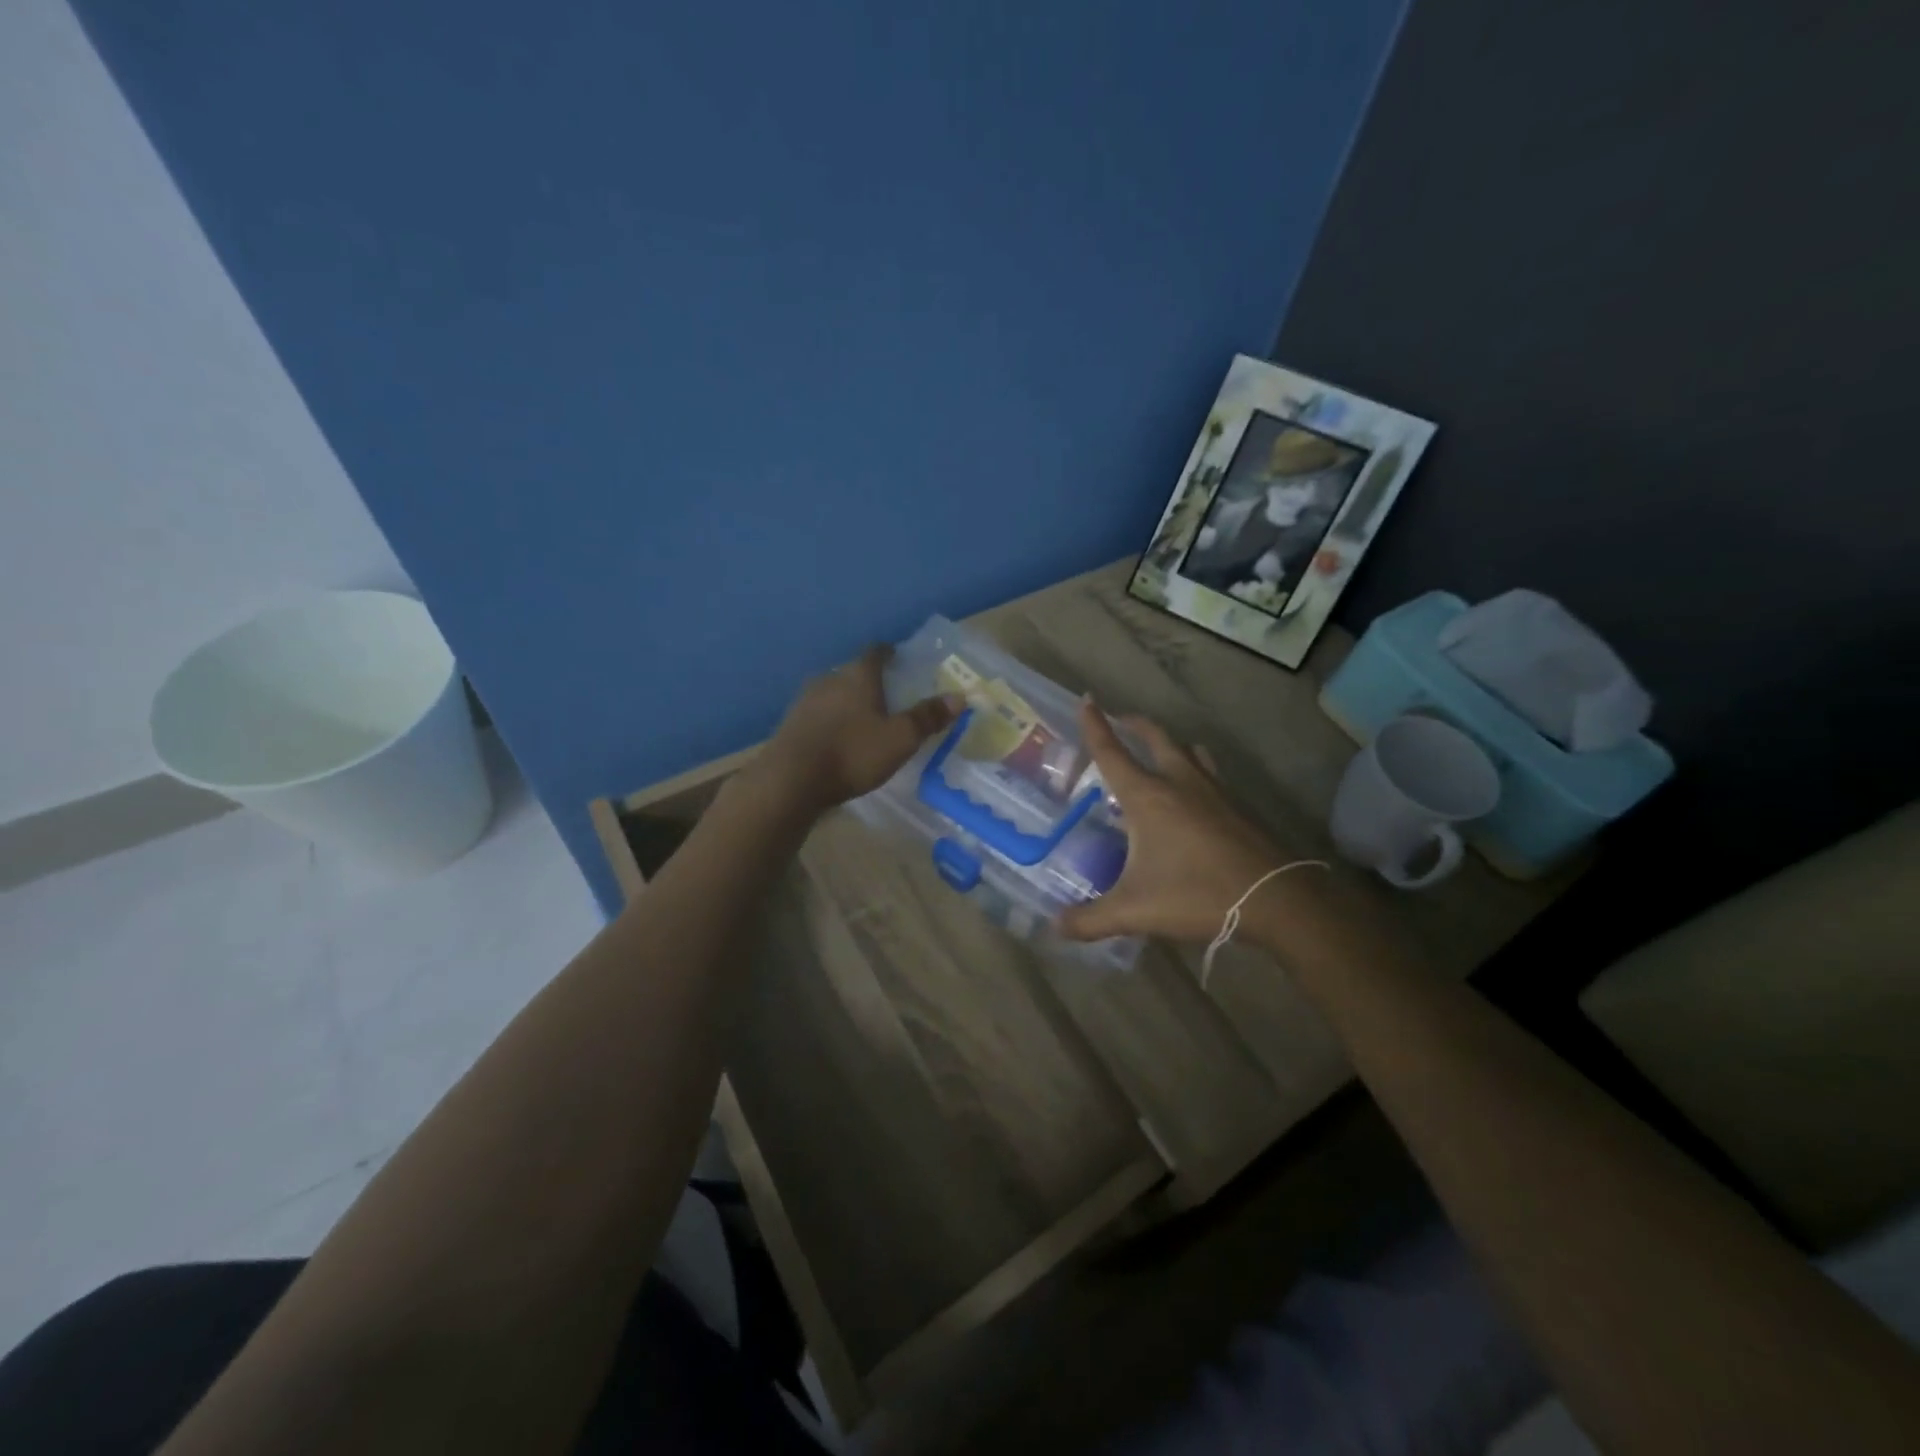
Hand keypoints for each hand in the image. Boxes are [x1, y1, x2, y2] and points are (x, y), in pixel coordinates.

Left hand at [759, 646, 960, 814]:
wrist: (790, 780)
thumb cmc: (853, 753)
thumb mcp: (900, 739)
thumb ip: (928, 717)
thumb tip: (959, 697)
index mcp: (858, 675)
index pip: (876, 652)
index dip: (890, 654)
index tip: (901, 660)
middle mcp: (829, 679)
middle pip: (853, 672)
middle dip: (870, 681)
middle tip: (889, 696)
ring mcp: (805, 701)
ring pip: (833, 693)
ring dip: (849, 702)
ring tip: (865, 720)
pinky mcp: (790, 724)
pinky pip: (818, 715)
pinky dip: (832, 721)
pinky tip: (839, 739)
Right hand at [1056, 701, 1315, 943]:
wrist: (1276, 899)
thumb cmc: (1197, 895)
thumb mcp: (1135, 911)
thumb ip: (1091, 920)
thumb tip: (1056, 927)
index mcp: (1148, 797)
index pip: (1112, 752)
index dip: (1095, 726)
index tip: (1086, 699)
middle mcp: (1179, 782)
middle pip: (1154, 738)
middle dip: (1134, 724)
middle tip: (1120, 719)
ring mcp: (1213, 791)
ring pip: (1187, 750)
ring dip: (1168, 742)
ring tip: (1159, 747)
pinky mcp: (1237, 805)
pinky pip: (1209, 772)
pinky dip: (1195, 767)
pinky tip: (1198, 788)